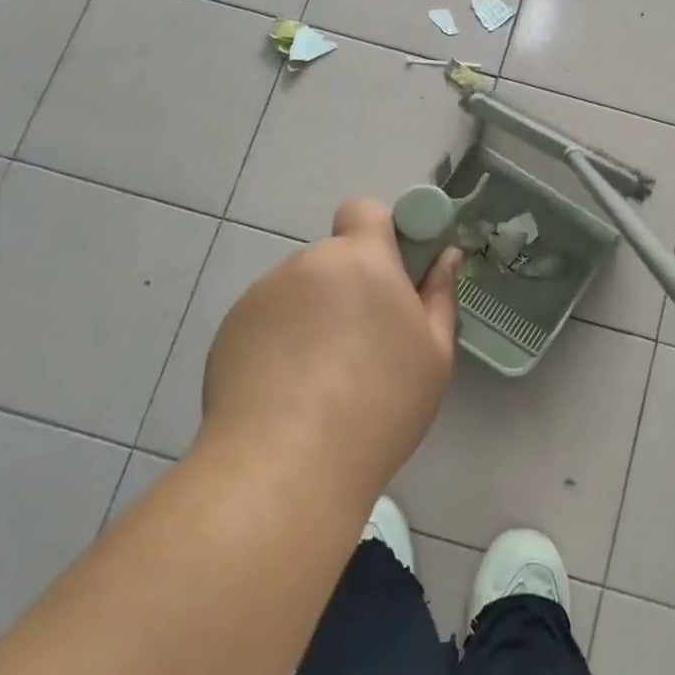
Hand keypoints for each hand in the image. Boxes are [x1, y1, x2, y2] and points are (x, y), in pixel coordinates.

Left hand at [201, 198, 459, 491]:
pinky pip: (267, 321)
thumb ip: (440, 295)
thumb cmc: (380, 404)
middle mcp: (307, 263)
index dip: (380, 233)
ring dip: (313, 316)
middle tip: (363, 346)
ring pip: (299, 292)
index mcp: (361, 259)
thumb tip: (445, 256)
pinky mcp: (229, 329)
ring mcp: (262, 295)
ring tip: (321, 380)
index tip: (393, 275)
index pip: (365, 210)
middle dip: (349, 288)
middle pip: (333, 260)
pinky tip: (286, 393)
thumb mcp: (434, 355)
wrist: (287, 464)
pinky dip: (279, 342)